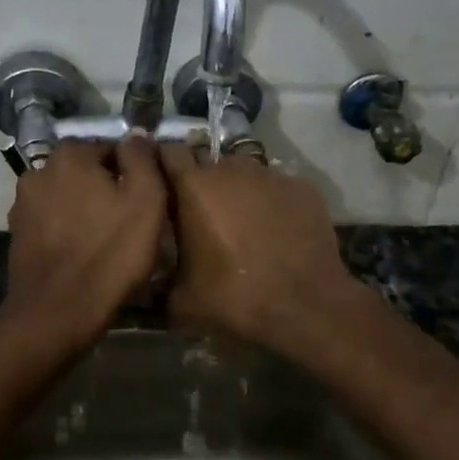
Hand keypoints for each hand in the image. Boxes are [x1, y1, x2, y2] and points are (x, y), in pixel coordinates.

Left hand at [0, 137, 167, 352]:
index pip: (111, 150)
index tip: (147, 202)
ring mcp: (23, 204)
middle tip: (131, 223)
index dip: (134, 174)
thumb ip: (142, 158)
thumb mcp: (145, 200)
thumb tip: (138, 134)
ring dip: (86, 211)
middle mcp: (39, 170)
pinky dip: (67, 231)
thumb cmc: (109, 253)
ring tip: (107, 242)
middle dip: (107, 191)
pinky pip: (52, 223)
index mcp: (69, 155)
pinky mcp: (17, 235)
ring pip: (68, 198)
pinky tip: (83, 254)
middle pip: (87, 173)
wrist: (56, 314)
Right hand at [159, 146, 352, 346]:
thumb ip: (161, 281)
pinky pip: (276, 187)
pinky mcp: (301, 187)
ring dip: (237, 190)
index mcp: (194, 186)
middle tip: (202, 212)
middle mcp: (230, 169)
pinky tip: (277, 229)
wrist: (306, 308)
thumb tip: (151, 281)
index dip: (163, 162)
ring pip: (244, 172)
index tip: (162, 180)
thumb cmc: (236, 298)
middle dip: (202, 181)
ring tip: (241, 221)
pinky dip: (271, 201)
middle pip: (208, 162)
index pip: (170, 152)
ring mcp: (269, 175)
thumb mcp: (182, 301)